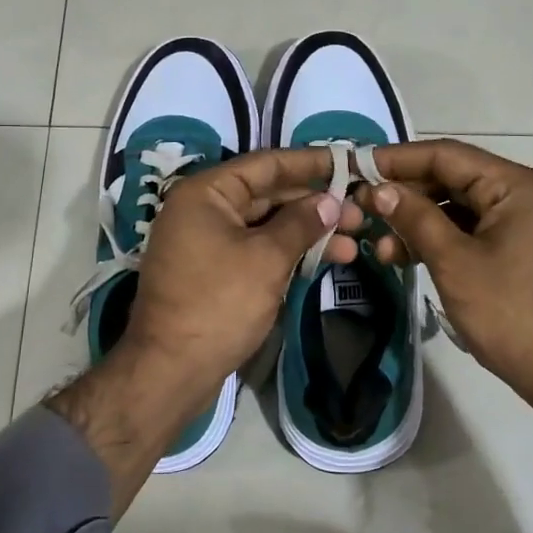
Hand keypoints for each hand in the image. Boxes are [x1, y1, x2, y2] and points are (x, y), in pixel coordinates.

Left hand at [50, 148, 361, 513]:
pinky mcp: (215, 272)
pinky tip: (327, 259)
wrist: (171, 370)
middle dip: (315, 203)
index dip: (311, 163)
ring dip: (308, 232)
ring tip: (355, 242)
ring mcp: (207, 242)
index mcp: (205, 193)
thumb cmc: (219, 304)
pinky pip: (258, 249)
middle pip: (268, 194)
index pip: (266, 164)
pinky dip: (289, 252)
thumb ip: (301, 223)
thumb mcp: (266, 258)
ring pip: (267, 225)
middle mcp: (203, 209)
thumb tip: (330, 202)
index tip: (351, 162)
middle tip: (361, 212)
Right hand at [356, 140, 532, 411]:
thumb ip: (415, 219)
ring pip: (459, 209)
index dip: (398, 159)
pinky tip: (408, 258)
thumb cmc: (510, 312)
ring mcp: (525, 225)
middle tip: (361, 211)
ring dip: (419, 224)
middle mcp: (524, 195)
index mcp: (515, 186)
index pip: (446, 155)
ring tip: (381, 250)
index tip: (357, 168)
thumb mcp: (454, 262)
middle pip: (453, 180)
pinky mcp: (521, 252)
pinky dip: (440, 241)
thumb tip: (380, 189)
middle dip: (405, 196)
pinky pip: (472, 232)